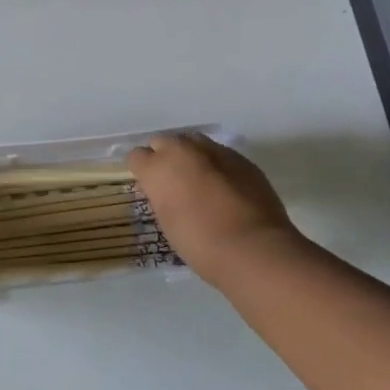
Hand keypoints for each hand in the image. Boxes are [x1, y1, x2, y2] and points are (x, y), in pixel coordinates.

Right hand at [126, 133, 302, 283]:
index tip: (148, 187)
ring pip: (192, 142)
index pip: (136, 157)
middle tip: (172, 183)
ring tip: (199, 181)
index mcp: (157, 168)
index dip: (141, 171)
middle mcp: (182, 150)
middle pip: (163, 142)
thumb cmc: (200, 244)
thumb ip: (161, 197)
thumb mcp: (167, 222)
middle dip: (164, 157)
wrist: (253, 248)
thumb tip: (163, 190)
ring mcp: (213, 150)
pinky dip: (217, 165)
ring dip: (190, 156)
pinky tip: (225, 187)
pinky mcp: (240, 158)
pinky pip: (219, 154)